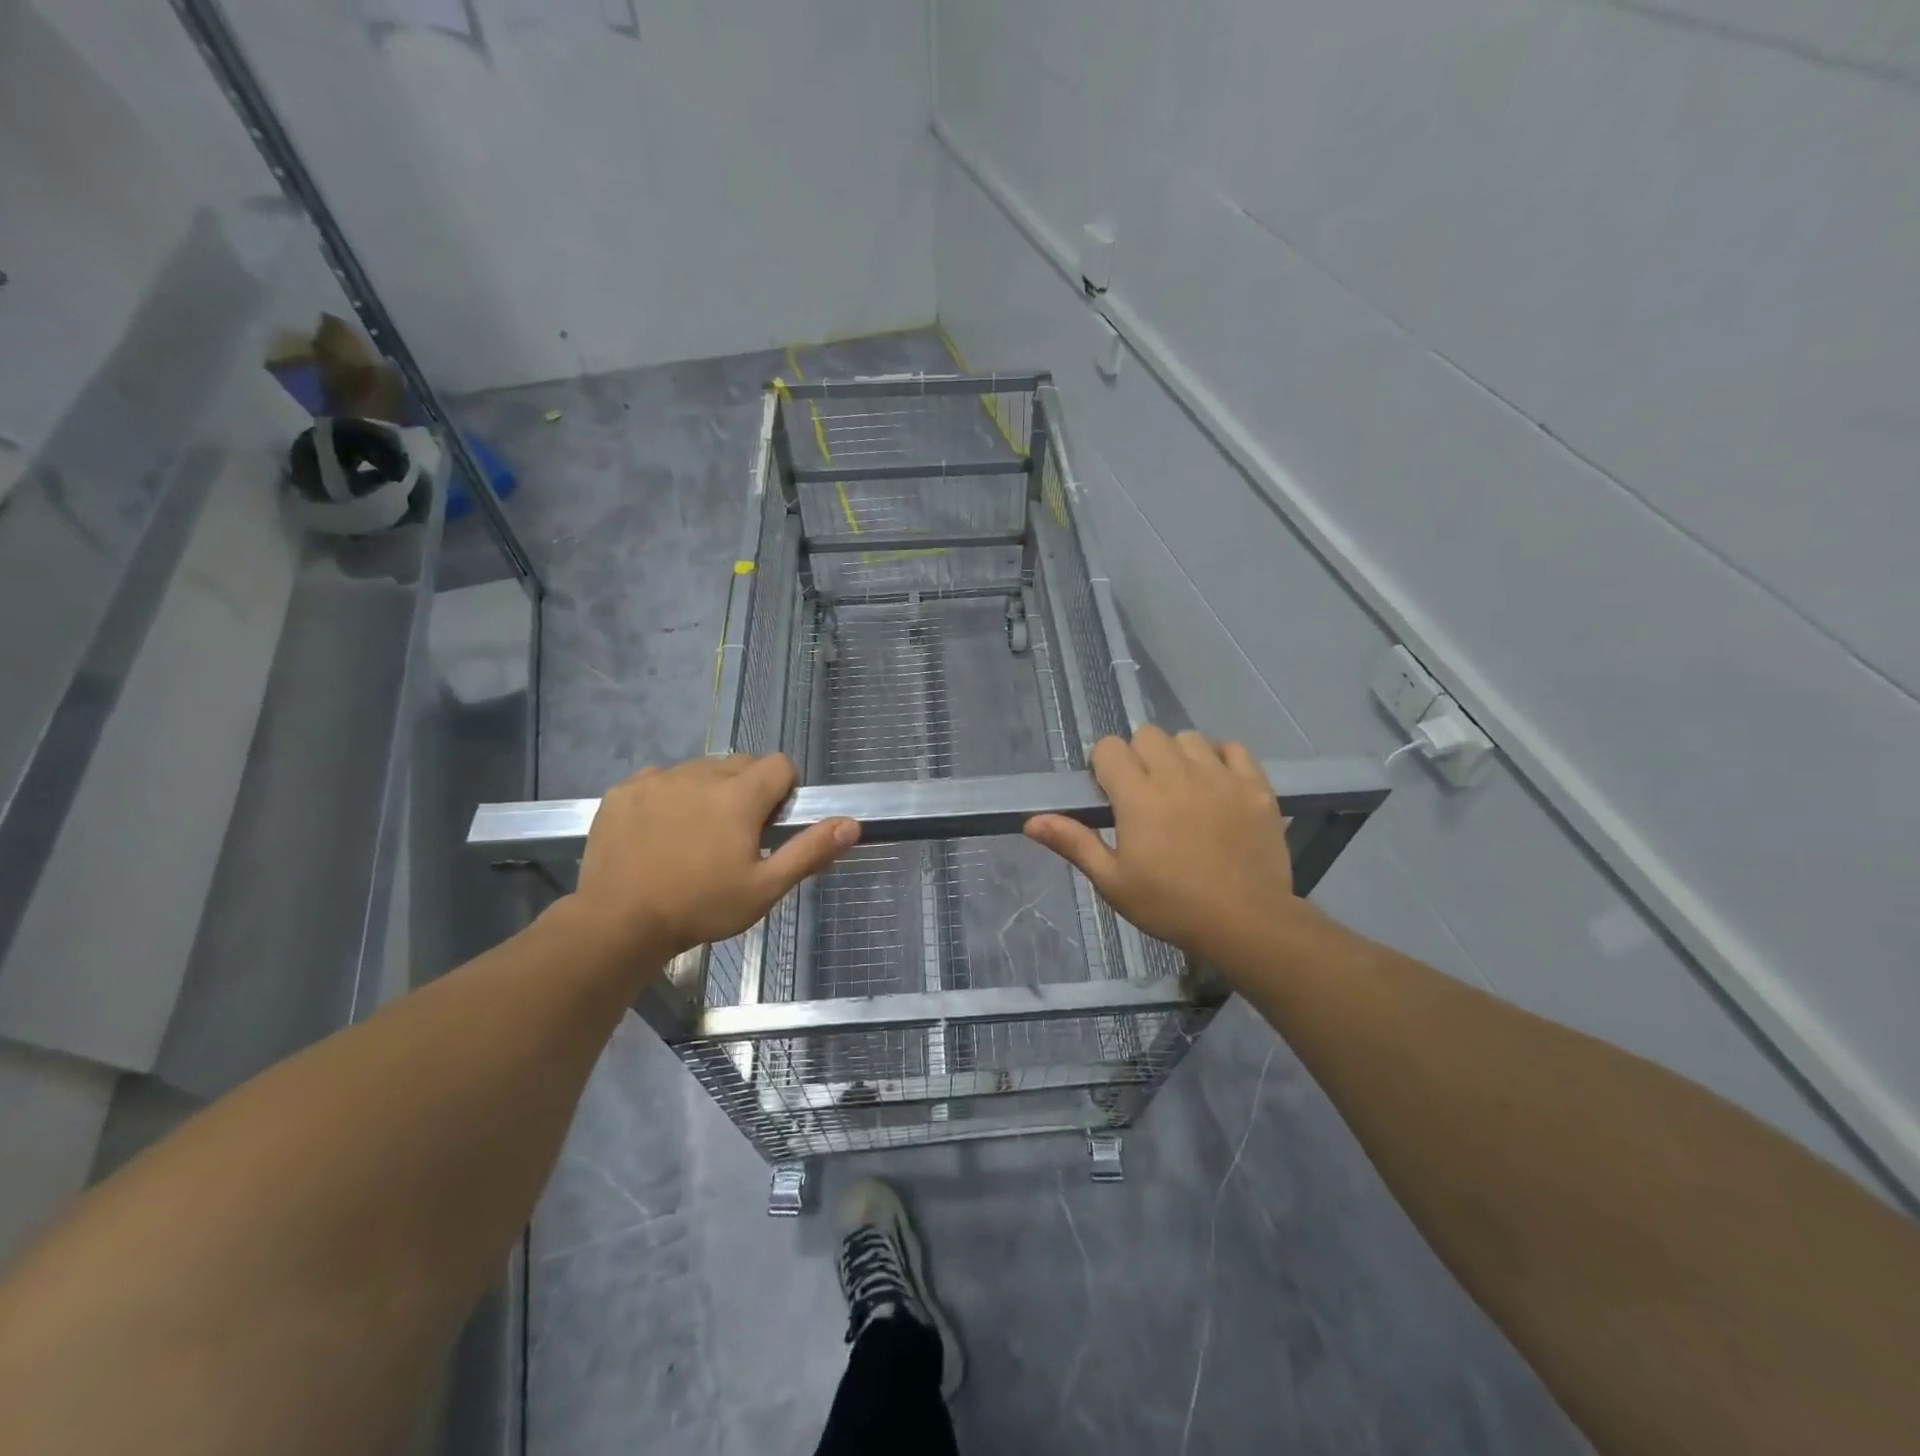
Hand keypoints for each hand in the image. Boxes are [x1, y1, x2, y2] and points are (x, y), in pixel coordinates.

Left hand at [568, 754, 858, 964]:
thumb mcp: (764, 888)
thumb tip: (852, 824)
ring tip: (694, 835)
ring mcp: (658, 779)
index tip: (771, 823)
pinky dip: (668, 796)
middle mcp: (700, 774)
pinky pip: (660, 779)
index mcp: (739, 796)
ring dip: (708, 791)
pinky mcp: (624, 790)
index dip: (784, 789)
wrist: (617, 923)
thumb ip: (809, 850)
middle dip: (747, 790)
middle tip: (735, 835)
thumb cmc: (700, 907)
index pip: (779, 765)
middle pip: (740, 763)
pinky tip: (659, 832)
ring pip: (699, 770)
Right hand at [1024, 727, 1298, 966]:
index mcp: (1138, 796)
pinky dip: (1220, 758)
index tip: (1110, 794)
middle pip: (1148, 735)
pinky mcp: (1254, 786)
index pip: (1110, 748)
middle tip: (1144, 794)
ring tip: (1181, 789)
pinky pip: (1233, 749)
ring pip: (1189, 738)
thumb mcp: (1113, 881)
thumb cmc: (1170, 905)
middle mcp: (1177, 774)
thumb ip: (1074, 843)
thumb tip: (1031, 821)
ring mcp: (1220, 776)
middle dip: (1139, 756)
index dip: (1104, 766)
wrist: (1246, 923)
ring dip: (1177, 755)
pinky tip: (1216, 784)